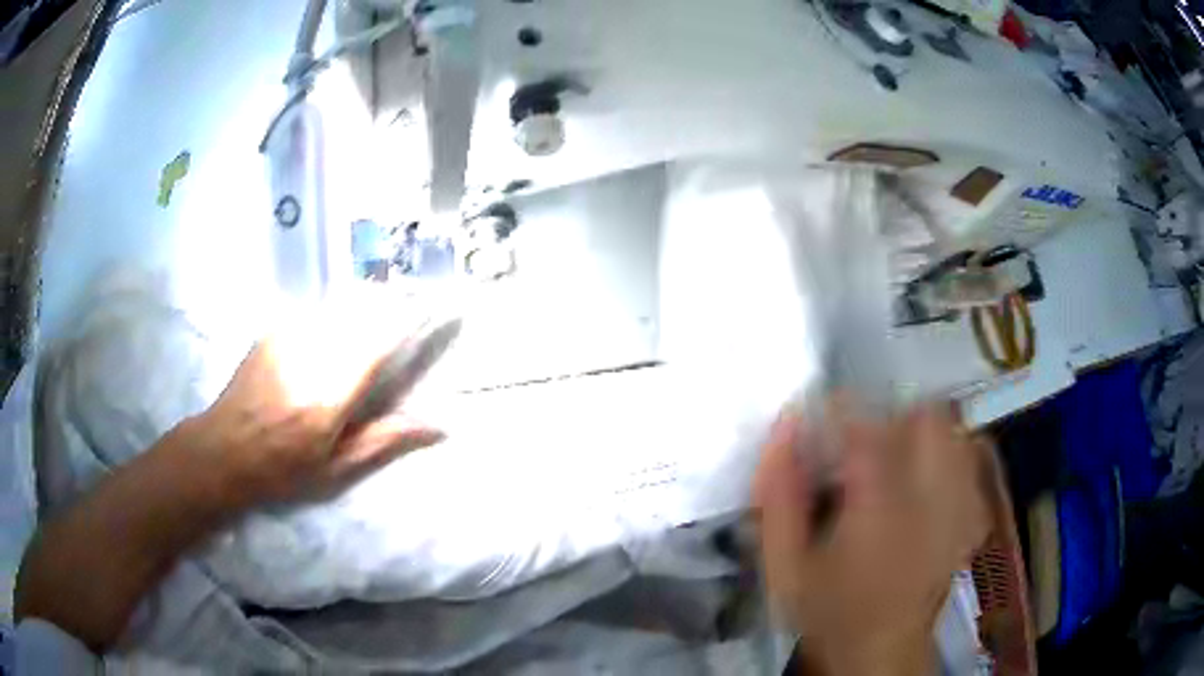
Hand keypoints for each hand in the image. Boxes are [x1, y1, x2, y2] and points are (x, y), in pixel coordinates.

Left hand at [189, 302, 446, 510]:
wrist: (224, 449)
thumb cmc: (283, 468)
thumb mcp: (338, 468)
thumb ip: (386, 439)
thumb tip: (439, 426)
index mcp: (331, 392)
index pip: (382, 339)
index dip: (414, 318)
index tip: (443, 306)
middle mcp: (312, 352)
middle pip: (365, 309)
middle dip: (397, 301)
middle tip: (420, 301)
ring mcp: (289, 336)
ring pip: (342, 303)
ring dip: (371, 301)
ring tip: (390, 303)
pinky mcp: (276, 330)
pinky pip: (319, 309)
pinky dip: (341, 310)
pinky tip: (345, 319)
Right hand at [754, 400, 989, 675]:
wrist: (880, 653)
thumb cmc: (830, 611)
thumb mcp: (785, 566)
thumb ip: (778, 497)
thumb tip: (783, 429)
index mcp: (879, 508)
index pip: (866, 428)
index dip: (839, 409)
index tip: (819, 416)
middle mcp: (929, 498)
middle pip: (926, 417)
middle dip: (891, 412)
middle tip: (862, 438)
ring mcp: (959, 505)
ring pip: (954, 433)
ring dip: (923, 429)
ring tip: (896, 453)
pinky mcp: (972, 518)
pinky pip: (971, 464)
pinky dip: (951, 455)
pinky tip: (928, 476)